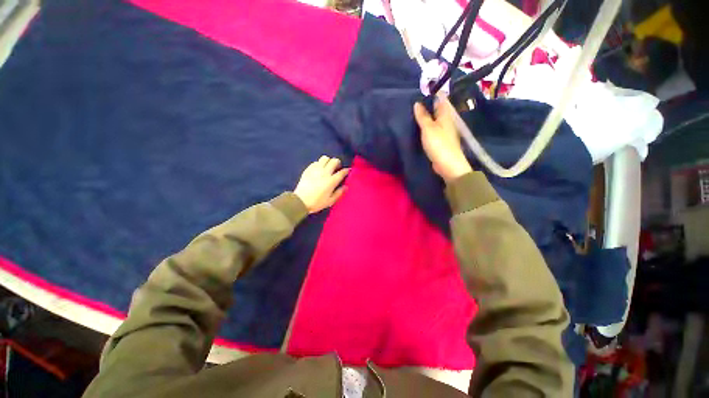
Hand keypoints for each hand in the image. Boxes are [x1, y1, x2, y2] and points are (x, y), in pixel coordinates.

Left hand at [294, 156, 348, 213]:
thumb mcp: (330, 201)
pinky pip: (316, 162)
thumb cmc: (317, 202)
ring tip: (327, 167)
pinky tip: (319, 170)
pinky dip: (319, 164)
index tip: (347, 171)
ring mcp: (316, 169)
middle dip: (337, 163)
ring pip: (325, 158)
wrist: (300, 201)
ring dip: (328, 161)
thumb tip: (345, 186)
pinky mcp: (308, 169)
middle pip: (334, 161)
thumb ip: (339, 193)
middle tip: (337, 168)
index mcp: (331, 181)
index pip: (342, 172)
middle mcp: (325, 172)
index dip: (346, 170)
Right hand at [413, 94, 472, 182]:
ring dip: (424, 118)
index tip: (418, 93)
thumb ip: (422, 116)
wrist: (447, 164)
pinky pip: (432, 130)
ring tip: (411, 115)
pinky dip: (425, 128)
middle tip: (411, 104)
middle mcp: (446, 120)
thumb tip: (417, 103)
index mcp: (445, 114)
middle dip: (425, 106)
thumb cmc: (438, 144)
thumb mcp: (428, 128)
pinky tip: (417, 129)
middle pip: (436, 110)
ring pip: (433, 120)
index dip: (430, 94)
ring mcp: (444, 131)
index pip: (439, 99)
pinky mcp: (440, 141)